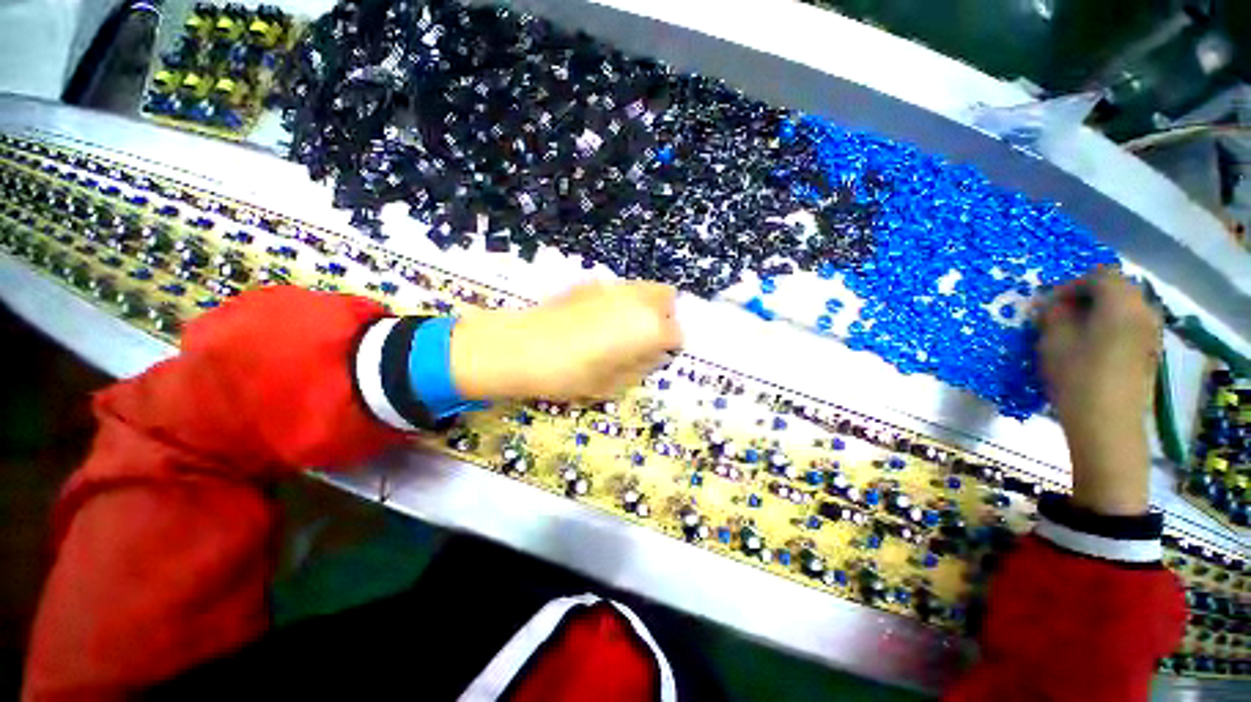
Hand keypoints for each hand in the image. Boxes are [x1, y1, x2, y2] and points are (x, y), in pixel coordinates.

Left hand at [449, 281, 681, 402]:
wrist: (522, 348)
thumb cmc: (571, 374)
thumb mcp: (613, 384)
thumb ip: (641, 367)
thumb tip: (653, 356)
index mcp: (649, 329)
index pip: (676, 333)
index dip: (669, 347)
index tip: (655, 357)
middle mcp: (638, 301)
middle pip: (668, 298)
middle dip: (664, 317)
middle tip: (646, 337)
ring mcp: (614, 287)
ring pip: (645, 288)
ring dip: (644, 306)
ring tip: (622, 328)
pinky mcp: (592, 283)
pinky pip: (619, 289)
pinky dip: (621, 301)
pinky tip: (598, 319)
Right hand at [1037, 270, 1161, 515]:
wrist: (1107, 424)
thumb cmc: (1077, 377)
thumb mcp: (1053, 341)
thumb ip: (1053, 314)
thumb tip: (1052, 303)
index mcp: (1121, 304)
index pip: (1099, 275)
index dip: (1071, 284)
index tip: (1049, 304)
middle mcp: (1144, 311)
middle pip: (1117, 288)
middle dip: (1087, 296)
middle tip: (1060, 315)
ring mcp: (1152, 333)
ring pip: (1126, 306)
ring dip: (1100, 311)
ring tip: (1074, 331)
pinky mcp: (1150, 351)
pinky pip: (1131, 324)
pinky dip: (1111, 325)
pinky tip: (1093, 346)